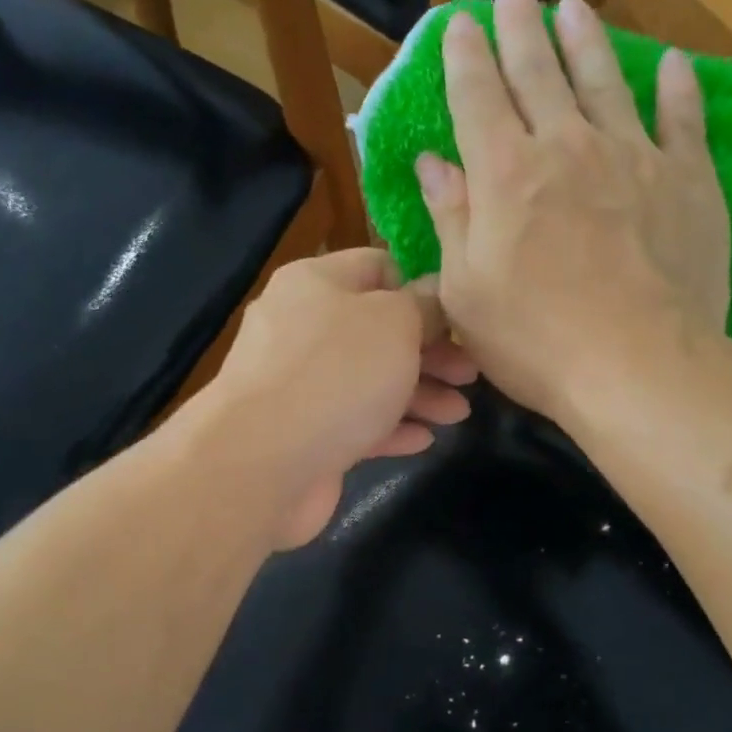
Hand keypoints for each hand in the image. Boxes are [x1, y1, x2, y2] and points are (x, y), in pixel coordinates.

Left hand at [201, 249, 476, 549]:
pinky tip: (423, 440)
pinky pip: (354, 423)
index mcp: (315, 283)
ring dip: (418, 394)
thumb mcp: (394, 323)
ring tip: (459, 414)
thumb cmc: (336, 374)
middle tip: (470, 374)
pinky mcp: (303, 434)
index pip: (377, 268)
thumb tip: (433, 295)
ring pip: (370, 381)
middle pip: (378, 331)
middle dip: (429, 352)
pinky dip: (390, 428)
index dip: (422, 288)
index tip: (459, 319)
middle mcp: (302, 328)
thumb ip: (423, 306)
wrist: (261, 463)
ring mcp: (299, 385)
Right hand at [416, 0, 730, 422]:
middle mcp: (566, 147)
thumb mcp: (466, 292)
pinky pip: (683, 118)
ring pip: (605, 80)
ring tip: (574, 7)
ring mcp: (633, 156)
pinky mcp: (688, 180)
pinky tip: (671, 63)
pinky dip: (677, 87)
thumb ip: (451, 219)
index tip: (460, 23)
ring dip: (586, 40)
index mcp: (505, 174)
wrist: (638, 366)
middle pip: (539, 72)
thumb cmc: (536, 341)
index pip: (477, 97)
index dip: (466, 56)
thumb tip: (433, 162)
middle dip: (521, 29)